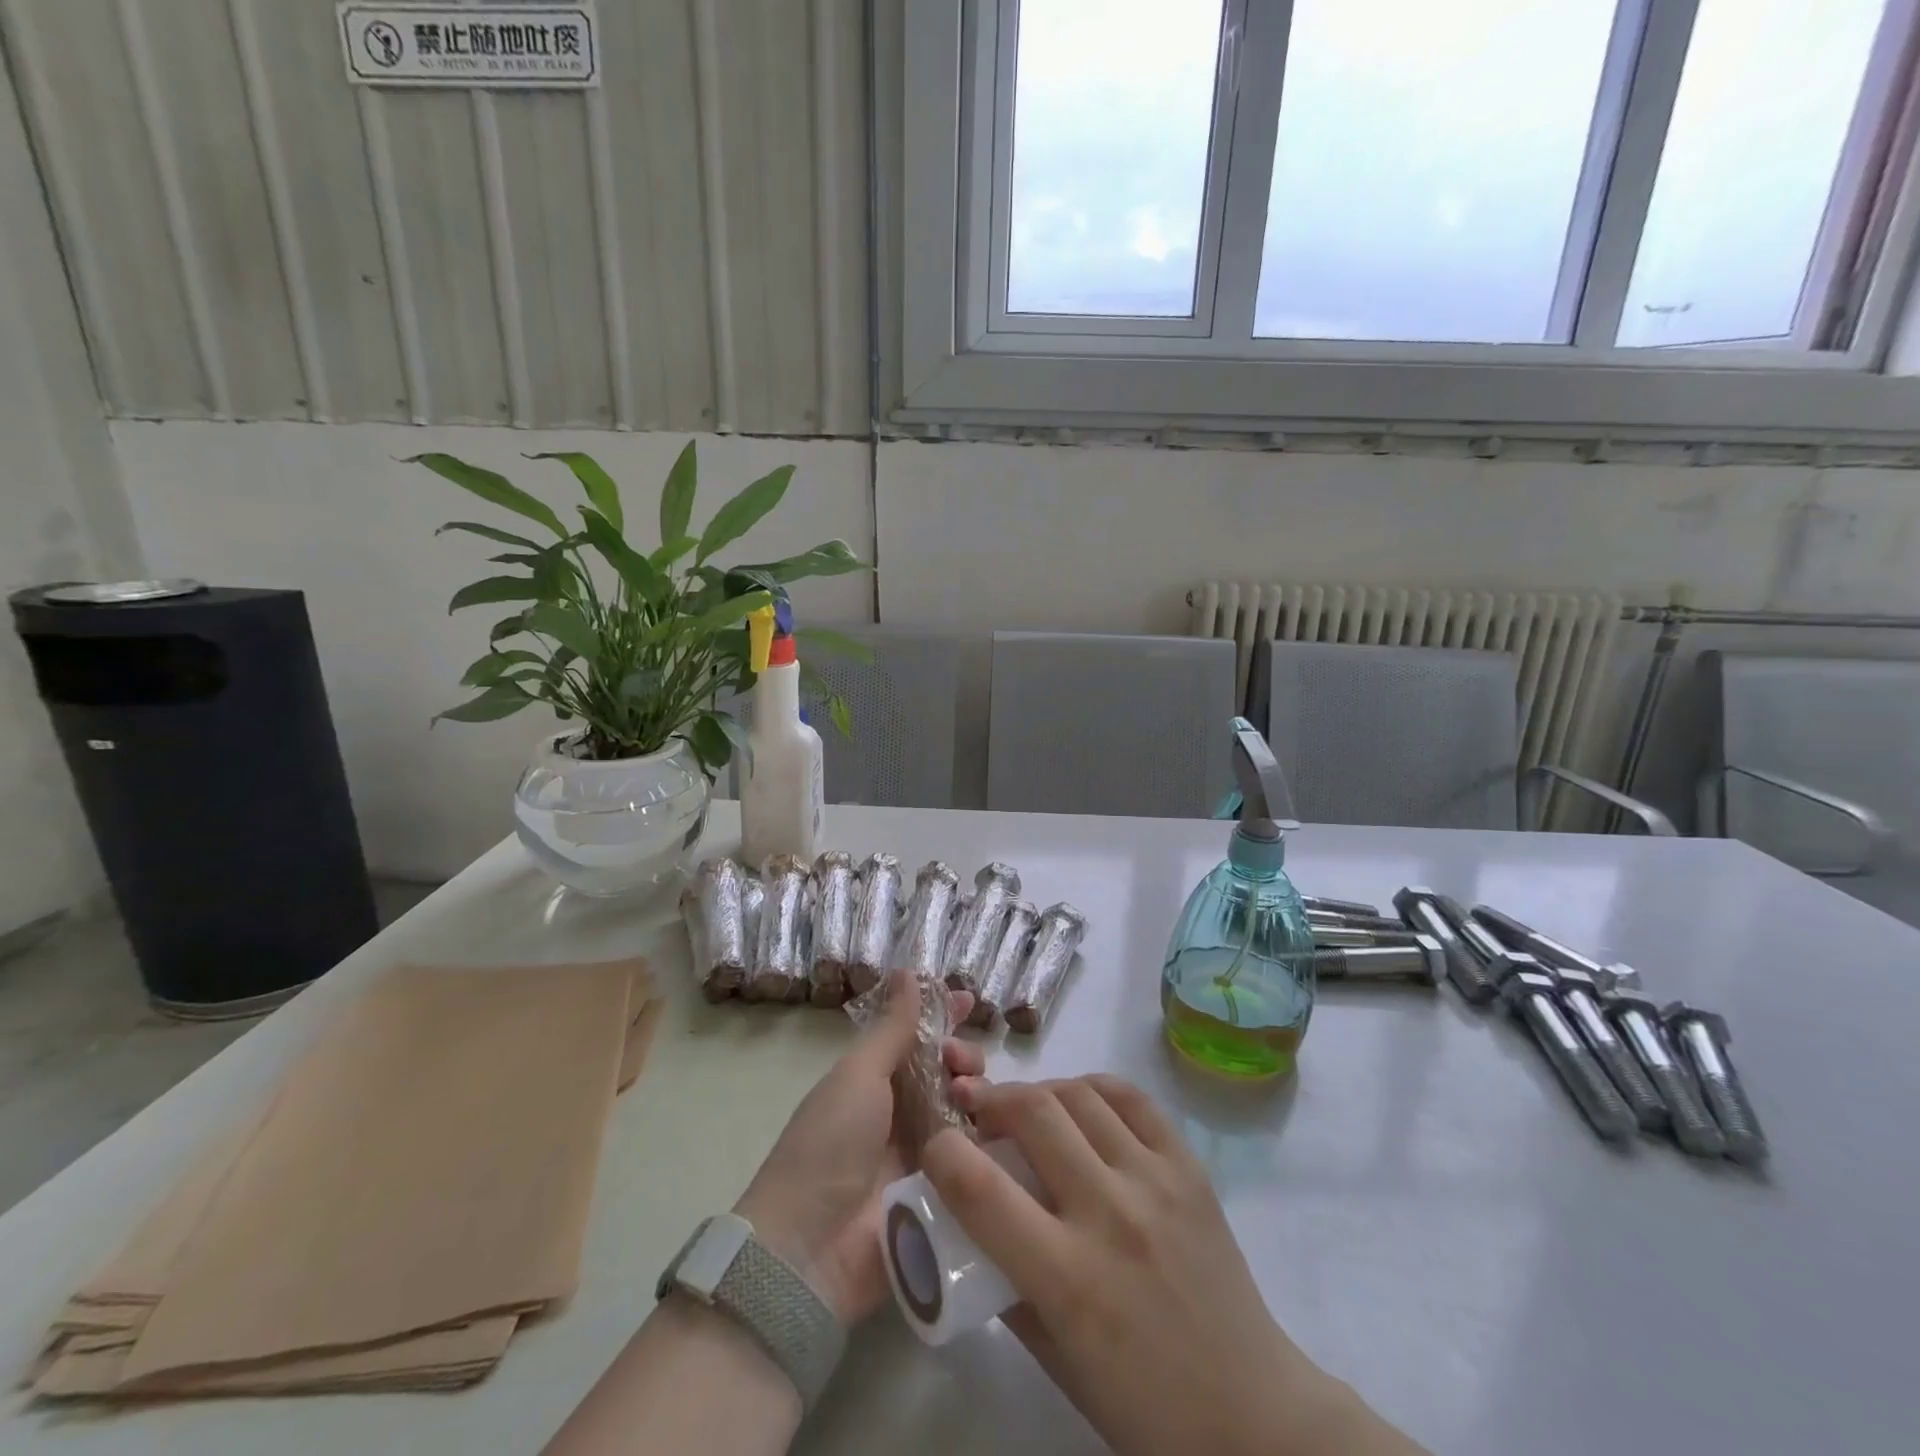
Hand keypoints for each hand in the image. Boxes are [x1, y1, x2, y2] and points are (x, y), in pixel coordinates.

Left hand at [734, 972, 983, 1323]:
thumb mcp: (858, 1075)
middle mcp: (903, 1114)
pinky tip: (1004, 1129)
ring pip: (969, 1112)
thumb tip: (908, 971)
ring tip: (970, 1098)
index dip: (944, 1016)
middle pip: (950, 1072)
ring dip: (977, 1093)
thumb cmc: (829, 1144)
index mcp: (876, 1082)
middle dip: (964, 1056)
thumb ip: (892, 1027)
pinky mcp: (947, 1198)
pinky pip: (978, 1159)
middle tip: (960, 1063)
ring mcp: (926, 1157)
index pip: (918, 1038)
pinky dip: (992, 1140)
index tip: (969, 999)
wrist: (811, 1250)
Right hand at [924, 1075, 1424, 1455]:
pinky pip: (1131, 1098)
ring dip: (1039, 1091)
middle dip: (991, 1100)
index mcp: (1067, 1278)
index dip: (941, 1152)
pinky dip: (1093, 1087)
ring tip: (1028, 1109)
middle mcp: (1109, 1214)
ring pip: (1078, 1095)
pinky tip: (1080, 1103)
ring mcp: (1154, 1181)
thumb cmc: (1142, 1404)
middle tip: (978, 1112)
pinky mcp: (1187, 1166)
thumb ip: (1007, 1282)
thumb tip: (972, 1220)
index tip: (935, 1146)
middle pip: (1031, 1112)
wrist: (1252, 1412)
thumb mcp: (1054, 1356)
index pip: (979, 1188)